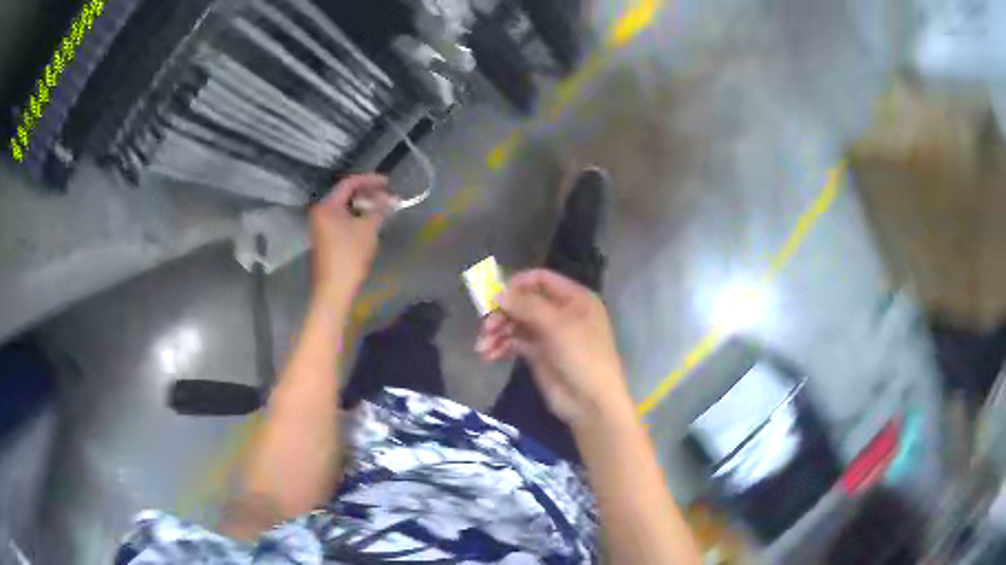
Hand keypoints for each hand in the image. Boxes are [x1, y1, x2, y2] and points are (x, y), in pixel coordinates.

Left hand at [310, 174, 391, 302]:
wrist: (334, 289)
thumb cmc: (350, 256)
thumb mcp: (368, 229)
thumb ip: (380, 209)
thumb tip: (393, 198)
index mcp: (327, 206)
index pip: (349, 183)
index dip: (370, 180)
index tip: (388, 182)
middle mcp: (321, 211)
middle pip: (345, 193)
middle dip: (367, 193)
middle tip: (387, 196)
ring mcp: (321, 224)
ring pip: (344, 206)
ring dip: (363, 205)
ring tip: (381, 207)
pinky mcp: (325, 236)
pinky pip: (341, 217)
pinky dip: (356, 215)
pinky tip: (370, 220)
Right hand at [476, 269, 633, 426]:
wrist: (591, 403)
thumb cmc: (582, 357)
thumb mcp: (557, 326)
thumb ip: (526, 306)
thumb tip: (498, 293)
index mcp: (574, 298)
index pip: (541, 279)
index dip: (517, 284)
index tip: (494, 296)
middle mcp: (561, 312)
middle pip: (524, 301)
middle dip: (502, 312)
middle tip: (486, 327)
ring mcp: (549, 334)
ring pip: (516, 322)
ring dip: (497, 331)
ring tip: (482, 347)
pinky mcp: (538, 354)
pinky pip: (515, 342)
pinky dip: (500, 346)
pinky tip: (488, 355)